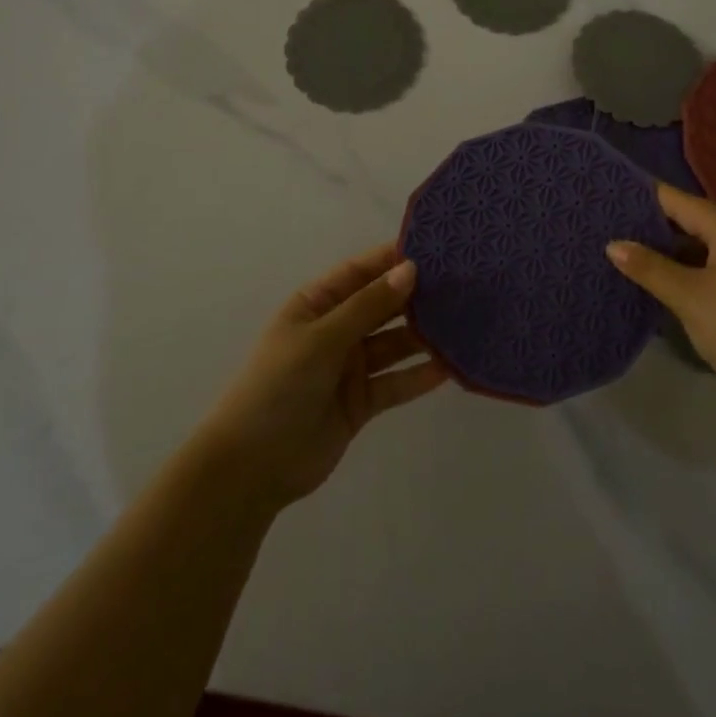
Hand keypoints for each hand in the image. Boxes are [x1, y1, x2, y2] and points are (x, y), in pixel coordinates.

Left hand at [192, 245, 447, 511]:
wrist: (252, 467)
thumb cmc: (279, 386)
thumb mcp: (322, 338)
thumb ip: (368, 306)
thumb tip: (409, 269)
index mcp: (316, 305)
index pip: (360, 272)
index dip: (392, 259)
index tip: (434, 249)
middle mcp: (336, 330)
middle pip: (382, 306)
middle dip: (416, 296)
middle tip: (462, 284)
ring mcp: (349, 367)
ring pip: (394, 344)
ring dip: (423, 336)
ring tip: (463, 323)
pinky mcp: (361, 402)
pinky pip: (395, 382)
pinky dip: (418, 376)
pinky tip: (449, 367)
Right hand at [607, 184, 715, 420]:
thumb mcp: (688, 297)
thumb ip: (649, 267)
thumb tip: (613, 244)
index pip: (678, 200)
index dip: (643, 198)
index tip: (608, 197)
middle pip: (693, 220)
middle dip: (654, 225)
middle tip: (610, 227)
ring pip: (706, 245)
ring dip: (672, 251)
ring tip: (629, 253)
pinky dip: (692, 268)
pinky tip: (664, 281)